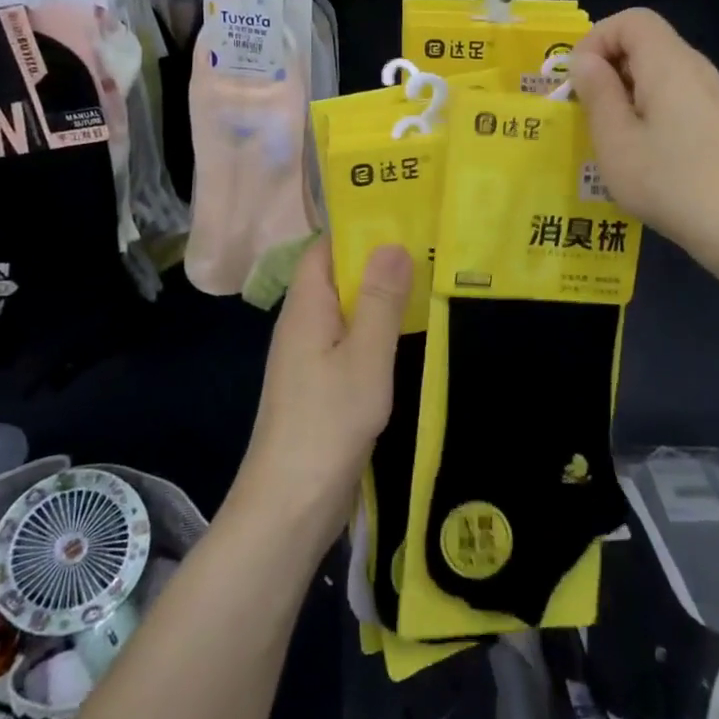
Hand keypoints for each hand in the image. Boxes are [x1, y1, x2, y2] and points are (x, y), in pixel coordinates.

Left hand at [232, 240, 412, 545]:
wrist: (290, 506)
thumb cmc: (328, 423)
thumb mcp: (365, 357)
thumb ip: (380, 301)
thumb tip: (394, 244)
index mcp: (305, 308)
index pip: (325, 248)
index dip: (357, 227)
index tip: (402, 213)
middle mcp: (302, 324)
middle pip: (336, 276)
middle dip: (376, 259)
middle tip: (428, 243)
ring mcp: (309, 357)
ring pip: (345, 310)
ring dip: (379, 295)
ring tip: (426, 277)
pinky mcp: (320, 385)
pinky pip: (348, 340)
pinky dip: (375, 329)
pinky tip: (406, 332)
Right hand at [568, 9, 718, 260]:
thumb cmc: (670, 181)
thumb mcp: (616, 140)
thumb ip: (597, 93)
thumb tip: (586, 60)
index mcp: (668, 63)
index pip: (631, 19)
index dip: (597, 40)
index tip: (579, 82)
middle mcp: (694, 68)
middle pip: (645, 43)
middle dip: (608, 70)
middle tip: (588, 115)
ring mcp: (711, 95)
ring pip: (658, 73)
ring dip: (626, 95)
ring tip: (612, 139)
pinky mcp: (718, 121)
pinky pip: (674, 97)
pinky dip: (648, 112)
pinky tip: (644, 154)